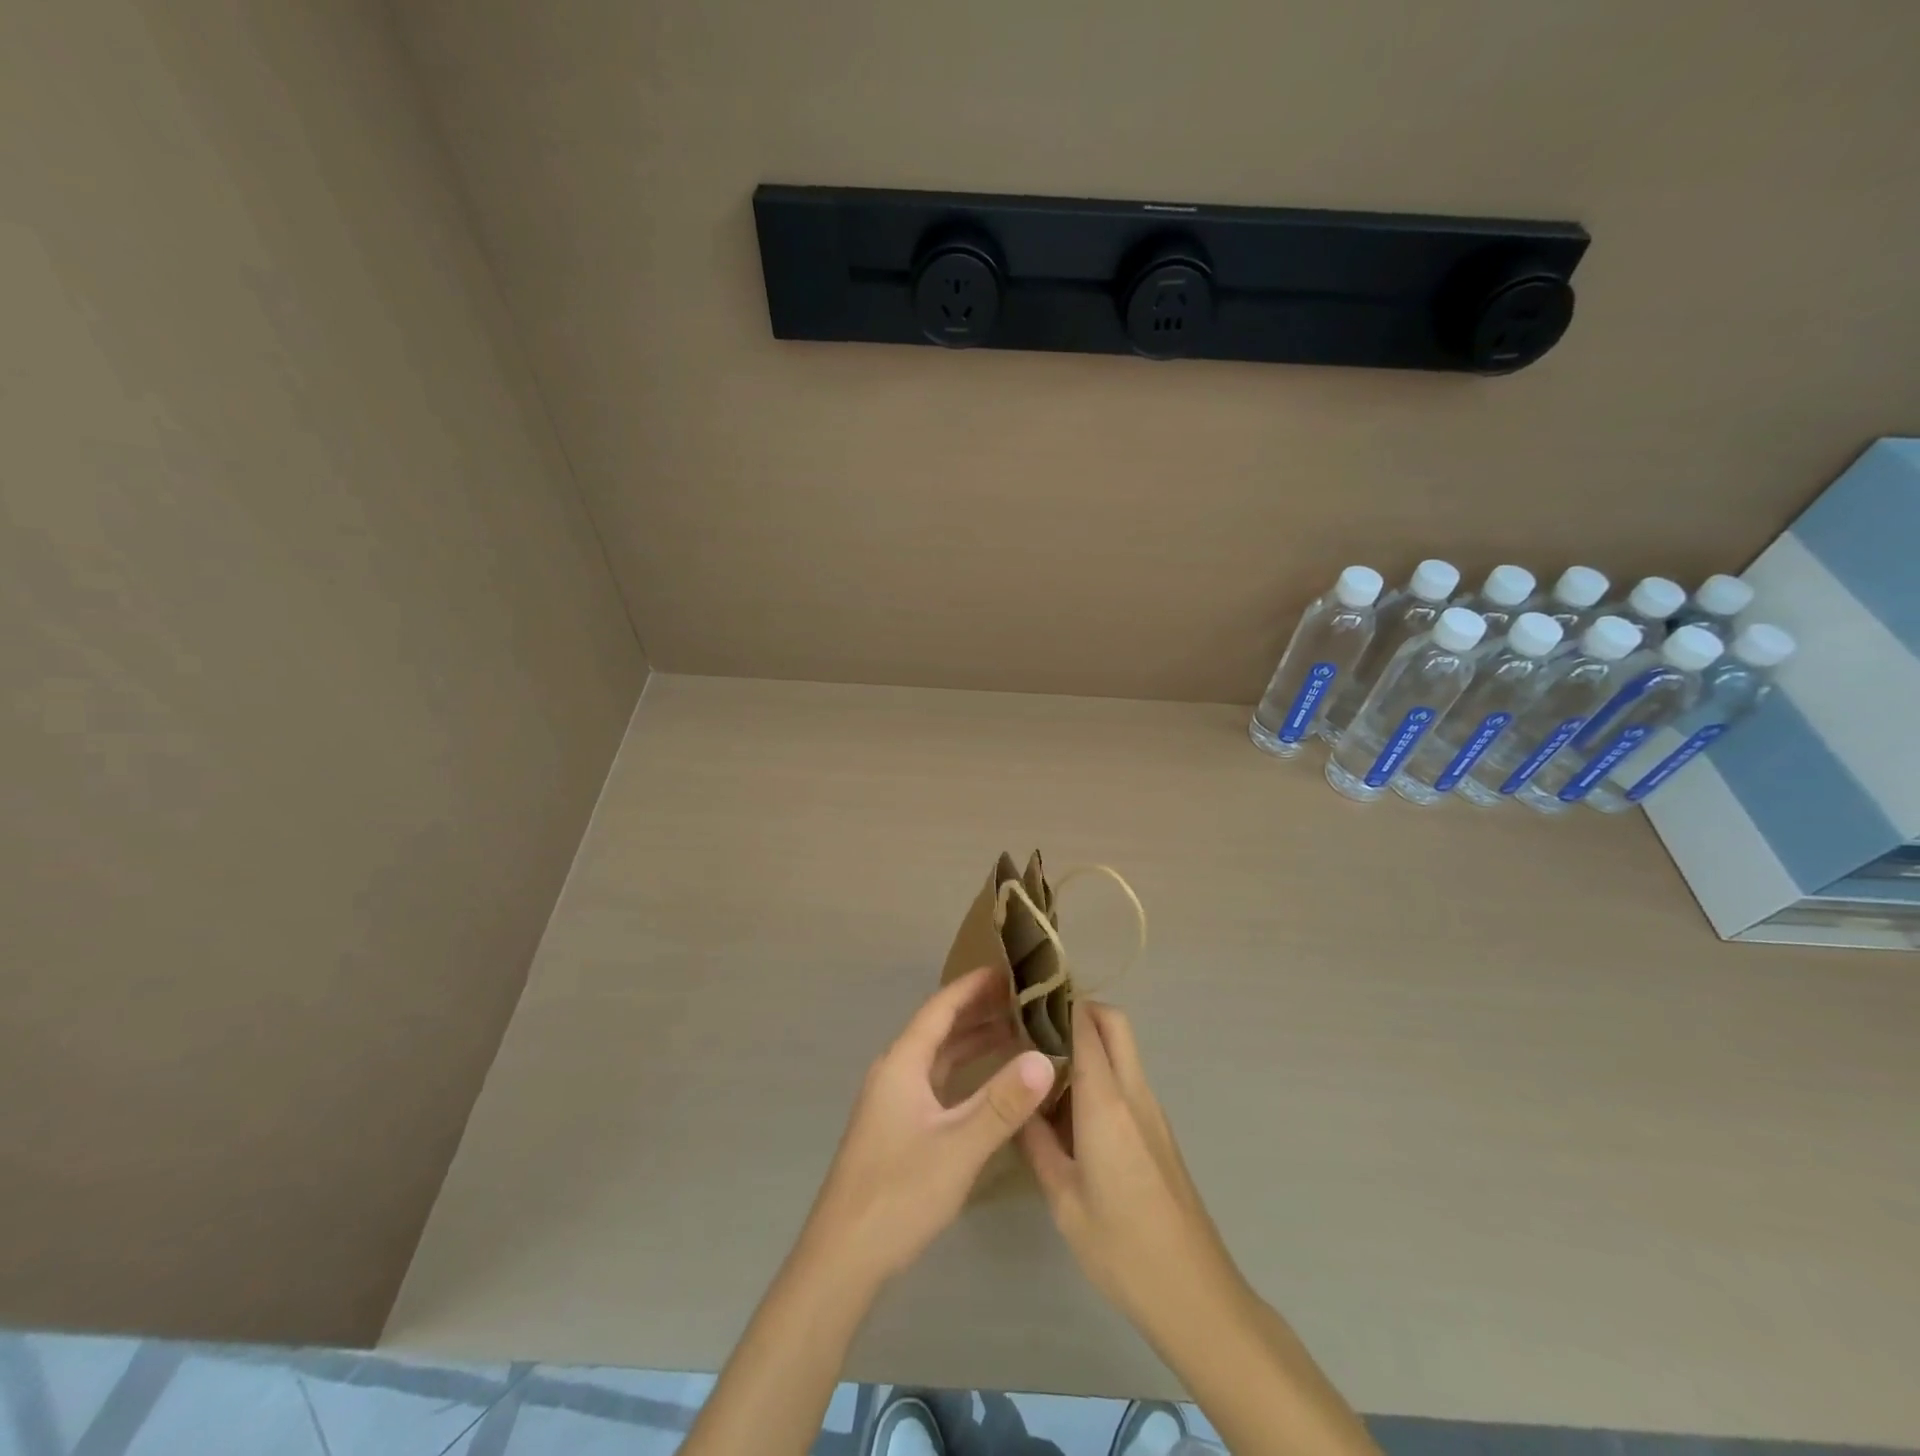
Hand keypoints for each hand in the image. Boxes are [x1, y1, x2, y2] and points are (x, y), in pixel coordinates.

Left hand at [800, 965, 1056, 1289]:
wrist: (843, 1257)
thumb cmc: (899, 1194)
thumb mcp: (959, 1147)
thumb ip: (1002, 1103)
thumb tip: (1045, 1058)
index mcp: (902, 1063)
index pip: (940, 1008)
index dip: (973, 986)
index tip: (1008, 968)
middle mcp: (896, 1072)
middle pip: (940, 1028)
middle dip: (980, 1010)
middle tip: (1024, 998)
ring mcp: (895, 1101)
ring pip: (940, 1057)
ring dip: (974, 1041)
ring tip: (1018, 1031)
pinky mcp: (899, 1127)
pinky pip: (938, 1082)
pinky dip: (966, 1072)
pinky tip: (991, 1082)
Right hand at [1019, 1002, 1245, 1338]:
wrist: (1196, 1295)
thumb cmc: (1123, 1249)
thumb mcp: (1063, 1201)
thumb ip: (1036, 1144)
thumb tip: (1016, 1104)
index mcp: (1107, 1103)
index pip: (1084, 1026)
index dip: (1056, 1003)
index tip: (1022, 1001)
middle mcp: (1134, 1093)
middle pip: (1113, 1022)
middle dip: (1077, 1009)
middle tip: (1035, 1028)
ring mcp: (1152, 1110)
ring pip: (1122, 1049)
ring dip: (1088, 1043)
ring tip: (1041, 1069)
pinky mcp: (1158, 1130)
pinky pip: (1127, 1079)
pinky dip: (1100, 1074)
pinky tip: (1069, 1113)